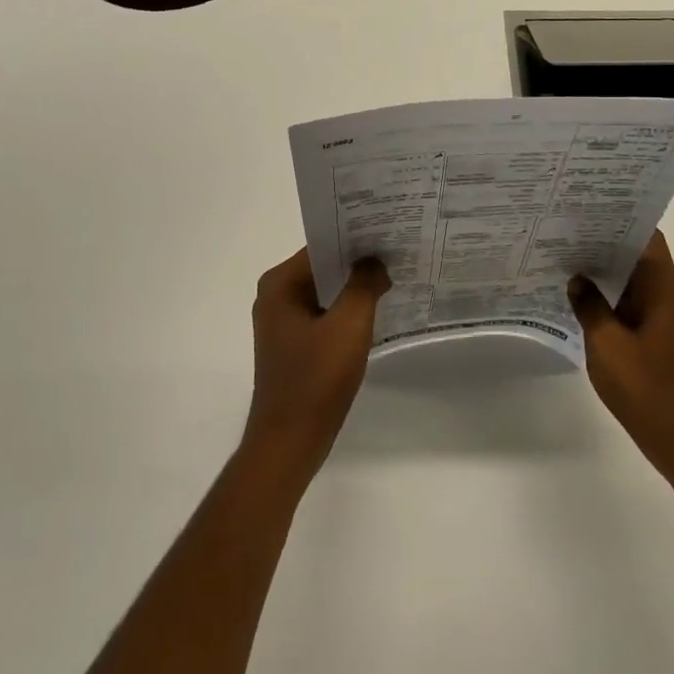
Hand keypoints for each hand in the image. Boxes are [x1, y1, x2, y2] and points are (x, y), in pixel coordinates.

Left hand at [243, 249, 390, 484]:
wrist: (290, 442)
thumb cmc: (316, 380)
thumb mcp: (348, 326)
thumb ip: (364, 285)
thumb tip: (374, 261)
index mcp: (280, 284)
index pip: (321, 246)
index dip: (355, 238)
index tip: (389, 232)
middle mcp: (275, 296)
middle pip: (322, 267)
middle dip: (358, 261)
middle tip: (398, 251)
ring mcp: (282, 322)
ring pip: (325, 292)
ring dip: (354, 287)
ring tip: (393, 276)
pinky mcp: (293, 344)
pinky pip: (324, 314)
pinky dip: (347, 310)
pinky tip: (377, 311)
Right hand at [569, 231, 673, 486]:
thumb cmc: (648, 389)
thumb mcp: (607, 345)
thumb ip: (589, 306)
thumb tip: (576, 278)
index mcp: (663, 288)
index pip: (645, 235)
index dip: (617, 217)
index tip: (583, 206)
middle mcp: (667, 294)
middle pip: (636, 253)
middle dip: (602, 239)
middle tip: (561, 226)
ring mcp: (662, 317)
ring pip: (630, 279)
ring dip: (602, 268)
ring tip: (561, 253)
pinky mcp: (654, 337)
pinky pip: (628, 303)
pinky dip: (606, 295)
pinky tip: (575, 294)